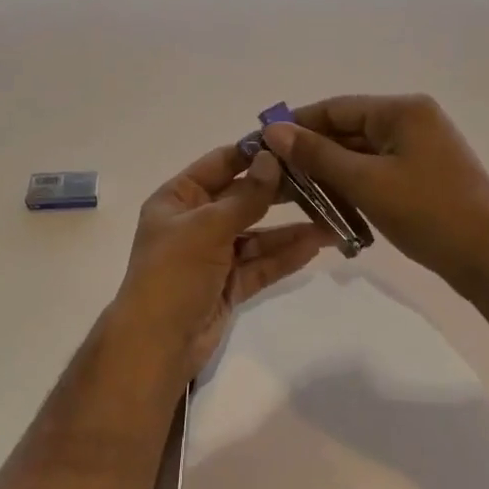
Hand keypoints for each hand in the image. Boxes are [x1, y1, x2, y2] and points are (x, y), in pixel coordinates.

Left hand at [111, 145, 332, 380]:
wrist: (157, 345)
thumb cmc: (173, 274)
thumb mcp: (207, 228)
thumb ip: (245, 196)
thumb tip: (272, 159)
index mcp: (178, 198)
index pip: (220, 164)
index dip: (253, 153)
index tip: (292, 142)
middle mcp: (195, 221)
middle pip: (242, 198)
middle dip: (279, 192)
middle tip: (322, 180)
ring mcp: (213, 254)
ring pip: (257, 234)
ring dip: (289, 228)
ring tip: (331, 219)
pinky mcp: (229, 284)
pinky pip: (261, 263)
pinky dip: (285, 255)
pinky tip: (315, 245)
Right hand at [262, 94, 488, 296]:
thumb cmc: (429, 213)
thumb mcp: (365, 182)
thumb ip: (317, 155)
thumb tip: (273, 130)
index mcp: (402, 110)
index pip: (334, 108)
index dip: (295, 126)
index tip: (261, 146)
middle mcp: (412, 120)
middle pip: (346, 130)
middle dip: (310, 154)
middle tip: (273, 178)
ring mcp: (420, 149)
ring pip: (359, 154)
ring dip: (329, 174)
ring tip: (294, 198)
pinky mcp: (423, 175)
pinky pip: (376, 172)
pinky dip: (352, 186)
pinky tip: (329, 208)